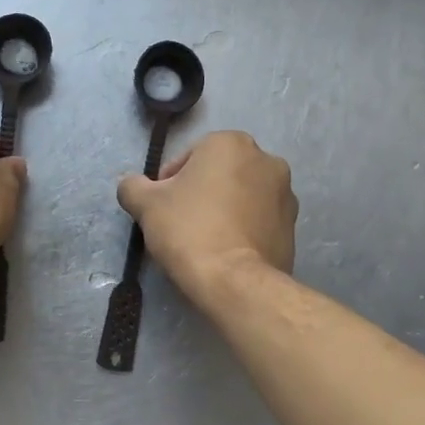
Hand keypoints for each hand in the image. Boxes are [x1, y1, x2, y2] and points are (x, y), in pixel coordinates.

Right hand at [118, 131, 296, 304]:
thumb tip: (131, 185)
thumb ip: (132, 186)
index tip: (161, 208)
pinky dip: (242, 230)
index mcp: (231, 143)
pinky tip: (225, 252)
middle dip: (200, 193)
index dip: (169, 182)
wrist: (235, 281)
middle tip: (180, 223)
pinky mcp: (293, 227)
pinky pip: (258, 221)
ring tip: (204, 240)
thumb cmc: (189, 229)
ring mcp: (286, 195)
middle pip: (219, 174)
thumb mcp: (146, 204)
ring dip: (224, 210)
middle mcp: (266, 160)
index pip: (189, 157)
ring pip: (241, 196)